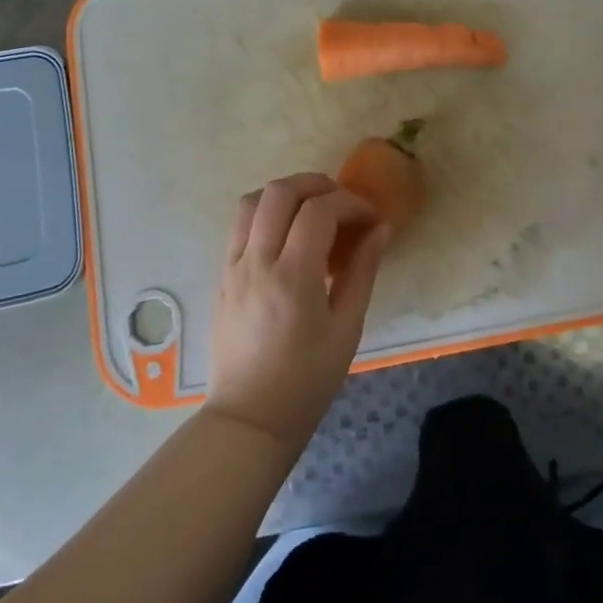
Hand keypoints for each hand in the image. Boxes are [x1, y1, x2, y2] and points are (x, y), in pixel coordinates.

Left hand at [206, 173, 389, 450]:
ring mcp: (233, 267)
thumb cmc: (307, 380)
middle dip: (317, 184)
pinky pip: (240, 226)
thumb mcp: (346, 329)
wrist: (250, 418)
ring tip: (312, 211)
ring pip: (252, 201)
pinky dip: (266, 214)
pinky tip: (287, 236)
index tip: (370, 219)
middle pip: (280, 192)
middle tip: (342, 203)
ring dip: (286, 194)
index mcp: (293, 277)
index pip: (319, 210)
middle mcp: (257, 262)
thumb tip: (380, 230)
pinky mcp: (222, 276)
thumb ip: (362, 272)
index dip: (351, 203)